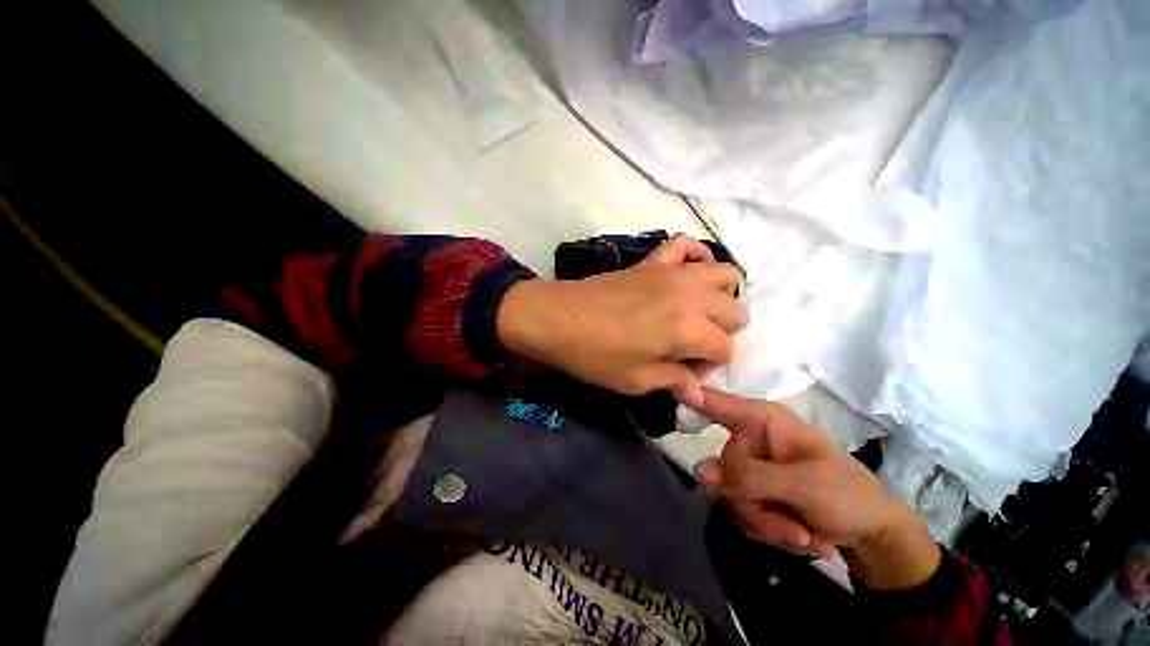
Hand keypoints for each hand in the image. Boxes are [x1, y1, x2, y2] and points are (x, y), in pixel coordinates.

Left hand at [497, 235, 745, 406]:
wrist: (557, 318)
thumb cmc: (595, 355)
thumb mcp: (636, 380)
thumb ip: (674, 382)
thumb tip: (699, 395)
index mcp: (689, 328)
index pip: (725, 348)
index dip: (708, 367)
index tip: (683, 373)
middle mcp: (690, 295)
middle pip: (735, 311)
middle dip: (721, 333)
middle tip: (690, 346)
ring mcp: (673, 272)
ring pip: (723, 274)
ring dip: (719, 297)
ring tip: (695, 313)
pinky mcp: (653, 260)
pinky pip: (686, 245)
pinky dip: (696, 257)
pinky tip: (687, 274)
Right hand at [694, 389, 940, 590]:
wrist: (872, 534)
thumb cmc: (848, 495)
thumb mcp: (804, 486)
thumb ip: (750, 477)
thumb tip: (700, 470)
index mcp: (762, 422)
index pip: (717, 402)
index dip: (691, 396)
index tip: (669, 388)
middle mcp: (749, 440)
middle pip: (721, 469)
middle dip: (754, 505)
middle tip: (790, 522)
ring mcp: (750, 467)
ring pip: (729, 497)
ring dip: (766, 524)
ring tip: (802, 532)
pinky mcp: (752, 491)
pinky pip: (740, 513)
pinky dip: (769, 531)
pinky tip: (798, 533)